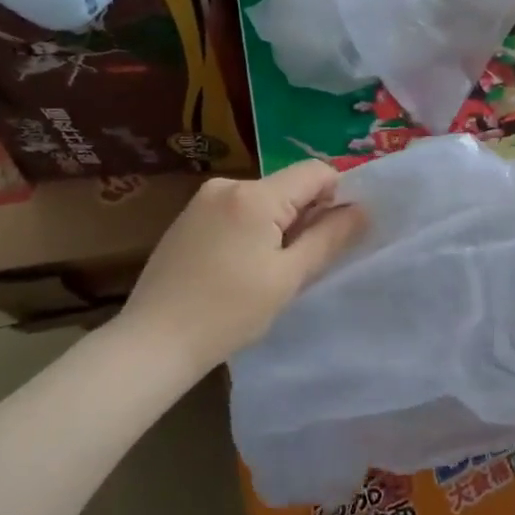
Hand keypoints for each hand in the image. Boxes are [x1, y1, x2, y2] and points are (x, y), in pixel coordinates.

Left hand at [123, 161, 367, 369]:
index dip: (337, 197)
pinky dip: (251, 230)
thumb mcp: (289, 277)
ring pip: (263, 199)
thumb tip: (362, 209)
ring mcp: (202, 199)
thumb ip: (329, 237)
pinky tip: (238, 269)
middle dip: (305, 216)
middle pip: (288, 186)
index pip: (316, 172)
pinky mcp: (187, 218)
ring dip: (278, 225)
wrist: (153, 342)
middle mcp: (228, 184)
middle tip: (300, 264)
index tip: (335, 236)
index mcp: (255, 195)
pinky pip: (236, 210)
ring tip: (266, 272)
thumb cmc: (229, 312)